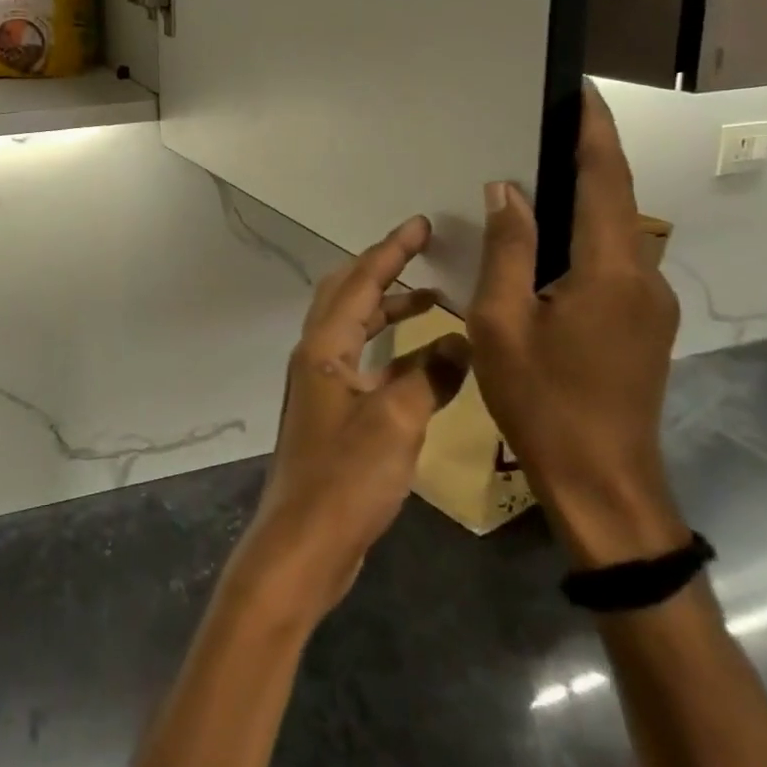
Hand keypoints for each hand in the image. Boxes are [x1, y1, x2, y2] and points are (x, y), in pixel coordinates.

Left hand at [229, 217, 469, 627]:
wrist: (302, 543)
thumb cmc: (345, 478)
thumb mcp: (396, 422)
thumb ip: (431, 376)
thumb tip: (463, 339)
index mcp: (323, 346)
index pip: (360, 281)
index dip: (391, 250)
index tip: (420, 224)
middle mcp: (316, 355)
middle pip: (348, 294)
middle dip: (384, 269)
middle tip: (423, 252)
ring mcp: (322, 384)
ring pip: (356, 328)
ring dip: (389, 309)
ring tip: (433, 299)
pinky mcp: (333, 412)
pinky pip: (364, 360)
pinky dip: (391, 349)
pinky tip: (423, 359)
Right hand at [466, 85, 688, 569]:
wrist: (605, 486)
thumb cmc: (543, 402)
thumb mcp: (502, 323)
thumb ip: (508, 249)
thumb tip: (506, 188)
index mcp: (610, 271)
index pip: (605, 179)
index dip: (594, 132)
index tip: (581, 91)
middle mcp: (643, 277)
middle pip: (615, 201)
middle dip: (587, 157)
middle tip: (544, 126)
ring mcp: (650, 305)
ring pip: (615, 233)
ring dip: (584, 198)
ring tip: (537, 176)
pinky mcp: (644, 326)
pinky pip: (613, 262)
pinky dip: (583, 236)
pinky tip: (547, 244)